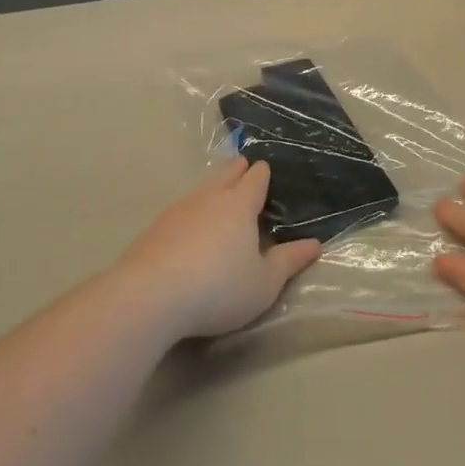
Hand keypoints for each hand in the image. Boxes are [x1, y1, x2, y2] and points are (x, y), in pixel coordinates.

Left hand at [113, 160, 321, 340]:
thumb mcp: (264, 283)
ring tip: (220, 195)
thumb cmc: (219, 287)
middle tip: (246, 170)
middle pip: (226, 173)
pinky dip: (192, 211)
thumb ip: (289, 261)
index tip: (268, 172)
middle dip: (238, 170)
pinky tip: (190, 225)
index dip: (263, 173)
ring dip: (213, 188)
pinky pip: (181, 208)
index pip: (255, 177)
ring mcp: (178, 210)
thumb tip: (315, 244)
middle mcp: (209, 197)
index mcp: (240, 204)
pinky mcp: (155, 227)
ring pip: (201, 188)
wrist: (150, 295)